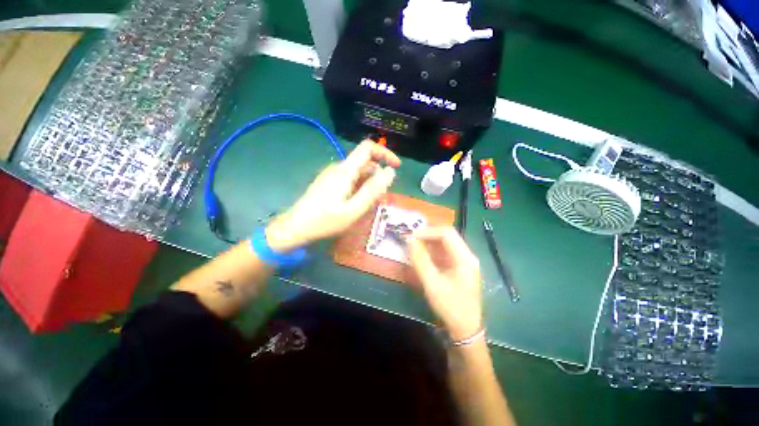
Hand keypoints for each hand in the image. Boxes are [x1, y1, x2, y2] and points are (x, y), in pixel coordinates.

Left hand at [266, 140, 400, 251]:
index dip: (385, 153)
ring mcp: (332, 175)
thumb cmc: (325, 221)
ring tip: (369, 204)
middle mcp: (338, 168)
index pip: (367, 148)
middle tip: (381, 197)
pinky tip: (357, 203)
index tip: (396, 167)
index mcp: (345, 171)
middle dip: (378, 176)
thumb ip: (373, 190)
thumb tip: (390, 172)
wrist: (295, 228)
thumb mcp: (354, 209)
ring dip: (369, 183)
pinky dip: (359, 187)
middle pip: (364, 162)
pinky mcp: (328, 182)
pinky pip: (350, 179)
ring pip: (358, 172)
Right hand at [407, 227, 482, 341]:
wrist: (465, 329)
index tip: (411, 236)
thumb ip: (420, 260)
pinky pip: (444, 252)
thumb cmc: (450, 307)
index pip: (446, 233)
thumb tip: (409, 239)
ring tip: (413, 246)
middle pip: (447, 236)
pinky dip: (432, 251)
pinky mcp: (459, 267)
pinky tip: (421, 255)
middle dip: (428, 235)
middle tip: (410, 239)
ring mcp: (464, 261)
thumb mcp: (432, 283)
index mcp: (465, 258)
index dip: (428, 232)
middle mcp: (467, 255)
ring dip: (429, 242)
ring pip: (445, 243)